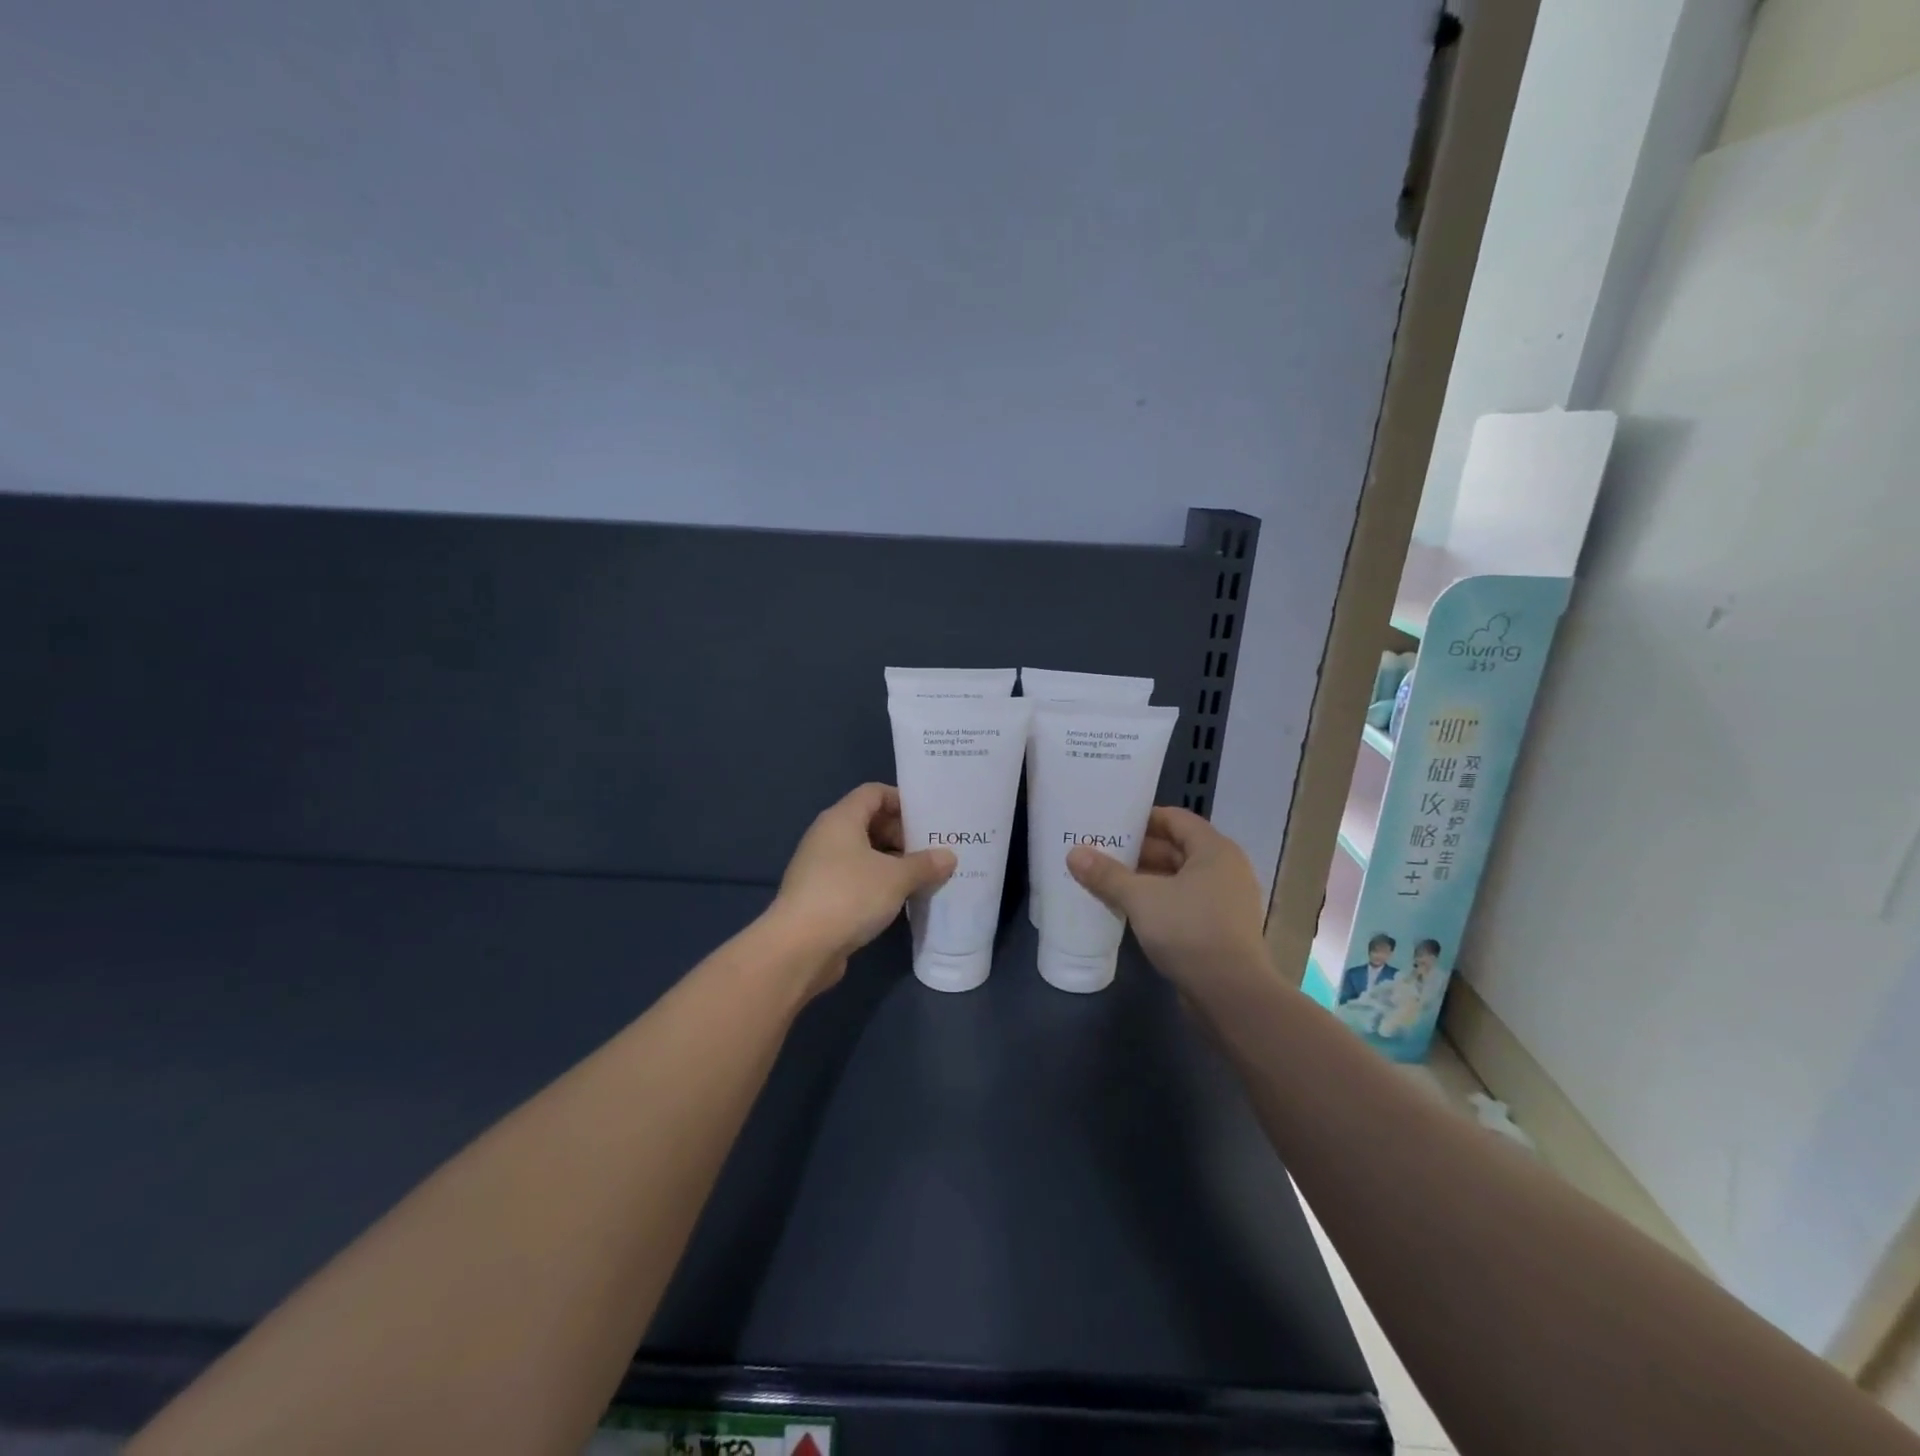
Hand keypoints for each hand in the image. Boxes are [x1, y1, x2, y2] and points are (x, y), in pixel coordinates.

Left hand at [766, 783, 956, 991]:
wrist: (799, 948)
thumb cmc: (849, 896)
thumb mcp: (896, 878)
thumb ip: (924, 864)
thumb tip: (948, 856)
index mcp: (841, 819)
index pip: (873, 793)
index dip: (901, 801)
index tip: (928, 819)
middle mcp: (827, 836)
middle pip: (868, 822)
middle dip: (900, 834)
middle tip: (930, 852)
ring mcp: (820, 867)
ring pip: (862, 854)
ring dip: (891, 862)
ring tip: (921, 877)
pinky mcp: (819, 896)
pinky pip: (854, 879)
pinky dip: (876, 883)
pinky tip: (898, 900)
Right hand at [1066, 807, 1269, 992]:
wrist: (1230, 994)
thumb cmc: (1189, 930)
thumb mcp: (1141, 898)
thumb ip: (1107, 874)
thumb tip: (1074, 853)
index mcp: (1214, 850)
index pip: (1175, 818)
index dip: (1143, 819)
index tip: (1111, 824)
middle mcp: (1225, 869)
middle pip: (1176, 848)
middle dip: (1139, 851)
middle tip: (1101, 852)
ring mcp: (1225, 901)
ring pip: (1179, 878)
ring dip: (1146, 878)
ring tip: (1107, 880)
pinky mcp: (1220, 929)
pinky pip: (1184, 903)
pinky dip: (1158, 901)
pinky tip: (1129, 909)